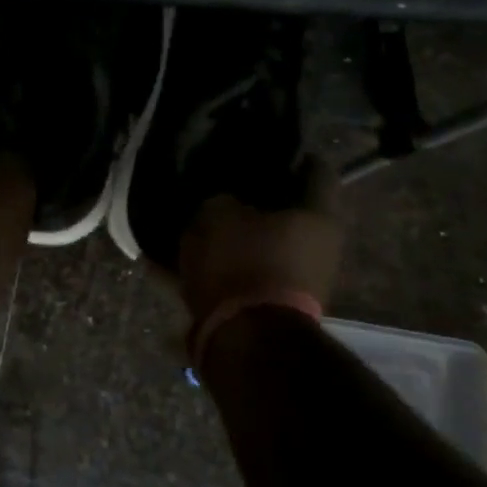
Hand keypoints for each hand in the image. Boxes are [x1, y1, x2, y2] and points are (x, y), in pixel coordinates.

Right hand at [175, 157, 341, 325]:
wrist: (245, 339)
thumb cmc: (242, 261)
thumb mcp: (217, 214)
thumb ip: (221, 198)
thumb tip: (224, 200)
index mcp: (318, 216)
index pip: (315, 168)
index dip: (288, 154)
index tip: (259, 147)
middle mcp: (319, 247)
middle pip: (287, 211)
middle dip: (254, 199)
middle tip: (219, 183)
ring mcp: (297, 280)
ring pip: (260, 245)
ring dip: (231, 236)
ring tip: (188, 223)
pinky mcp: (269, 307)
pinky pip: (238, 276)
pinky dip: (212, 268)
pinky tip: (168, 264)